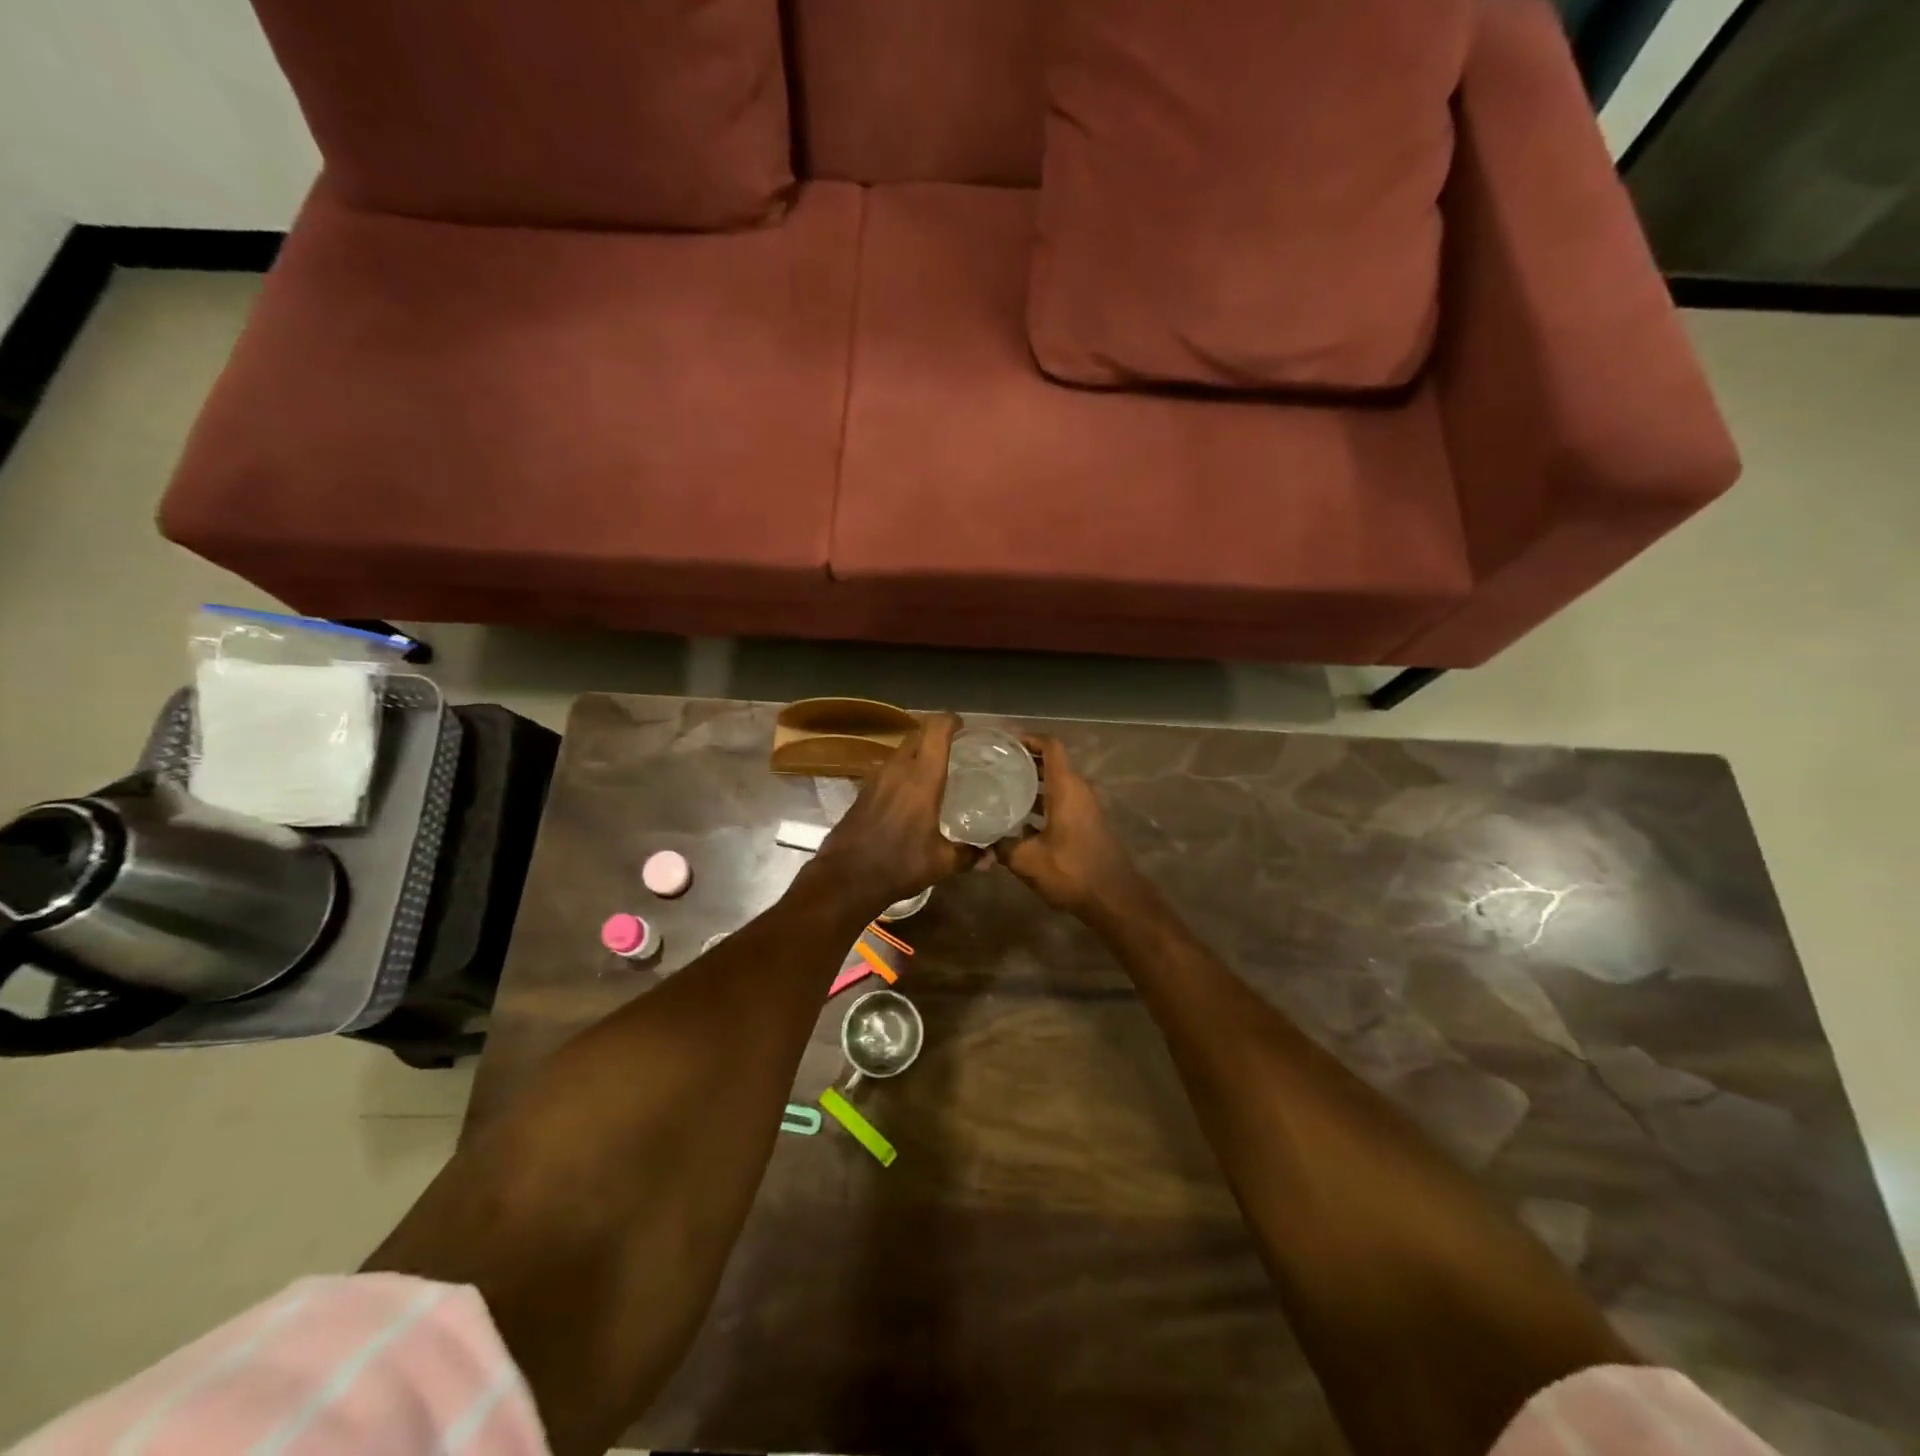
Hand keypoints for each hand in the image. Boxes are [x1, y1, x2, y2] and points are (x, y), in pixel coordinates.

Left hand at [805, 713, 979, 917]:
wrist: (845, 878)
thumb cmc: (899, 865)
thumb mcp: (941, 863)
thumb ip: (969, 855)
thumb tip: (992, 857)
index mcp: (921, 778)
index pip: (936, 730)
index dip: (951, 721)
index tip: (965, 726)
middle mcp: (897, 770)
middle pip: (917, 734)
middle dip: (935, 734)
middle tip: (955, 747)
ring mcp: (876, 778)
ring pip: (900, 750)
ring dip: (917, 751)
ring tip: (936, 768)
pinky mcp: (862, 791)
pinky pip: (887, 768)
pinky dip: (902, 769)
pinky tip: (911, 791)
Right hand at [1001, 736, 1142, 917]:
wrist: (1114, 899)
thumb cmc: (1072, 871)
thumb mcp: (1028, 860)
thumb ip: (1002, 847)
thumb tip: (981, 843)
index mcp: (1066, 788)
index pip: (1050, 746)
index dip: (1028, 738)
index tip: (1003, 742)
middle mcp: (1078, 790)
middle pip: (1051, 763)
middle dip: (1023, 761)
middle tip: (993, 765)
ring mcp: (1085, 807)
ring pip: (1056, 784)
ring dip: (1031, 784)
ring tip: (1000, 789)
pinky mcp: (1086, 824)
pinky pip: (1061, 801)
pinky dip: (1041, 802)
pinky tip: (1018, 820)